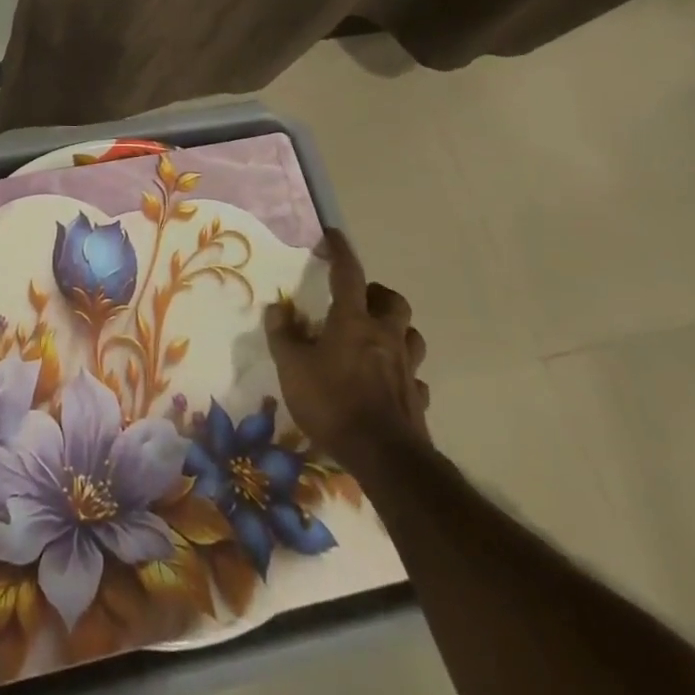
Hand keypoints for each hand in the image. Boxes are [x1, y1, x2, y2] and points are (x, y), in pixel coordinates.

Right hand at [264, 228, 430, 471]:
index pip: (347, 274)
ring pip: (411, 335)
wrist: (385, 459)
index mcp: (353, 321)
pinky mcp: (418, 399)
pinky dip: (402, 373)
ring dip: (395, 329)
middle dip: (377, 294)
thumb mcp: (291, 367)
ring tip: (375, 337)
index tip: (333, 236)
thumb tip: (277, 308)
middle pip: (392, 301)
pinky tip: (387, 382)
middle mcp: (384, 336)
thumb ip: (283, 335)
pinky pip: (414, 376)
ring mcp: (406, 368)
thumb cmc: (333, 403)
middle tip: (357, 300)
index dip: (340, 251)